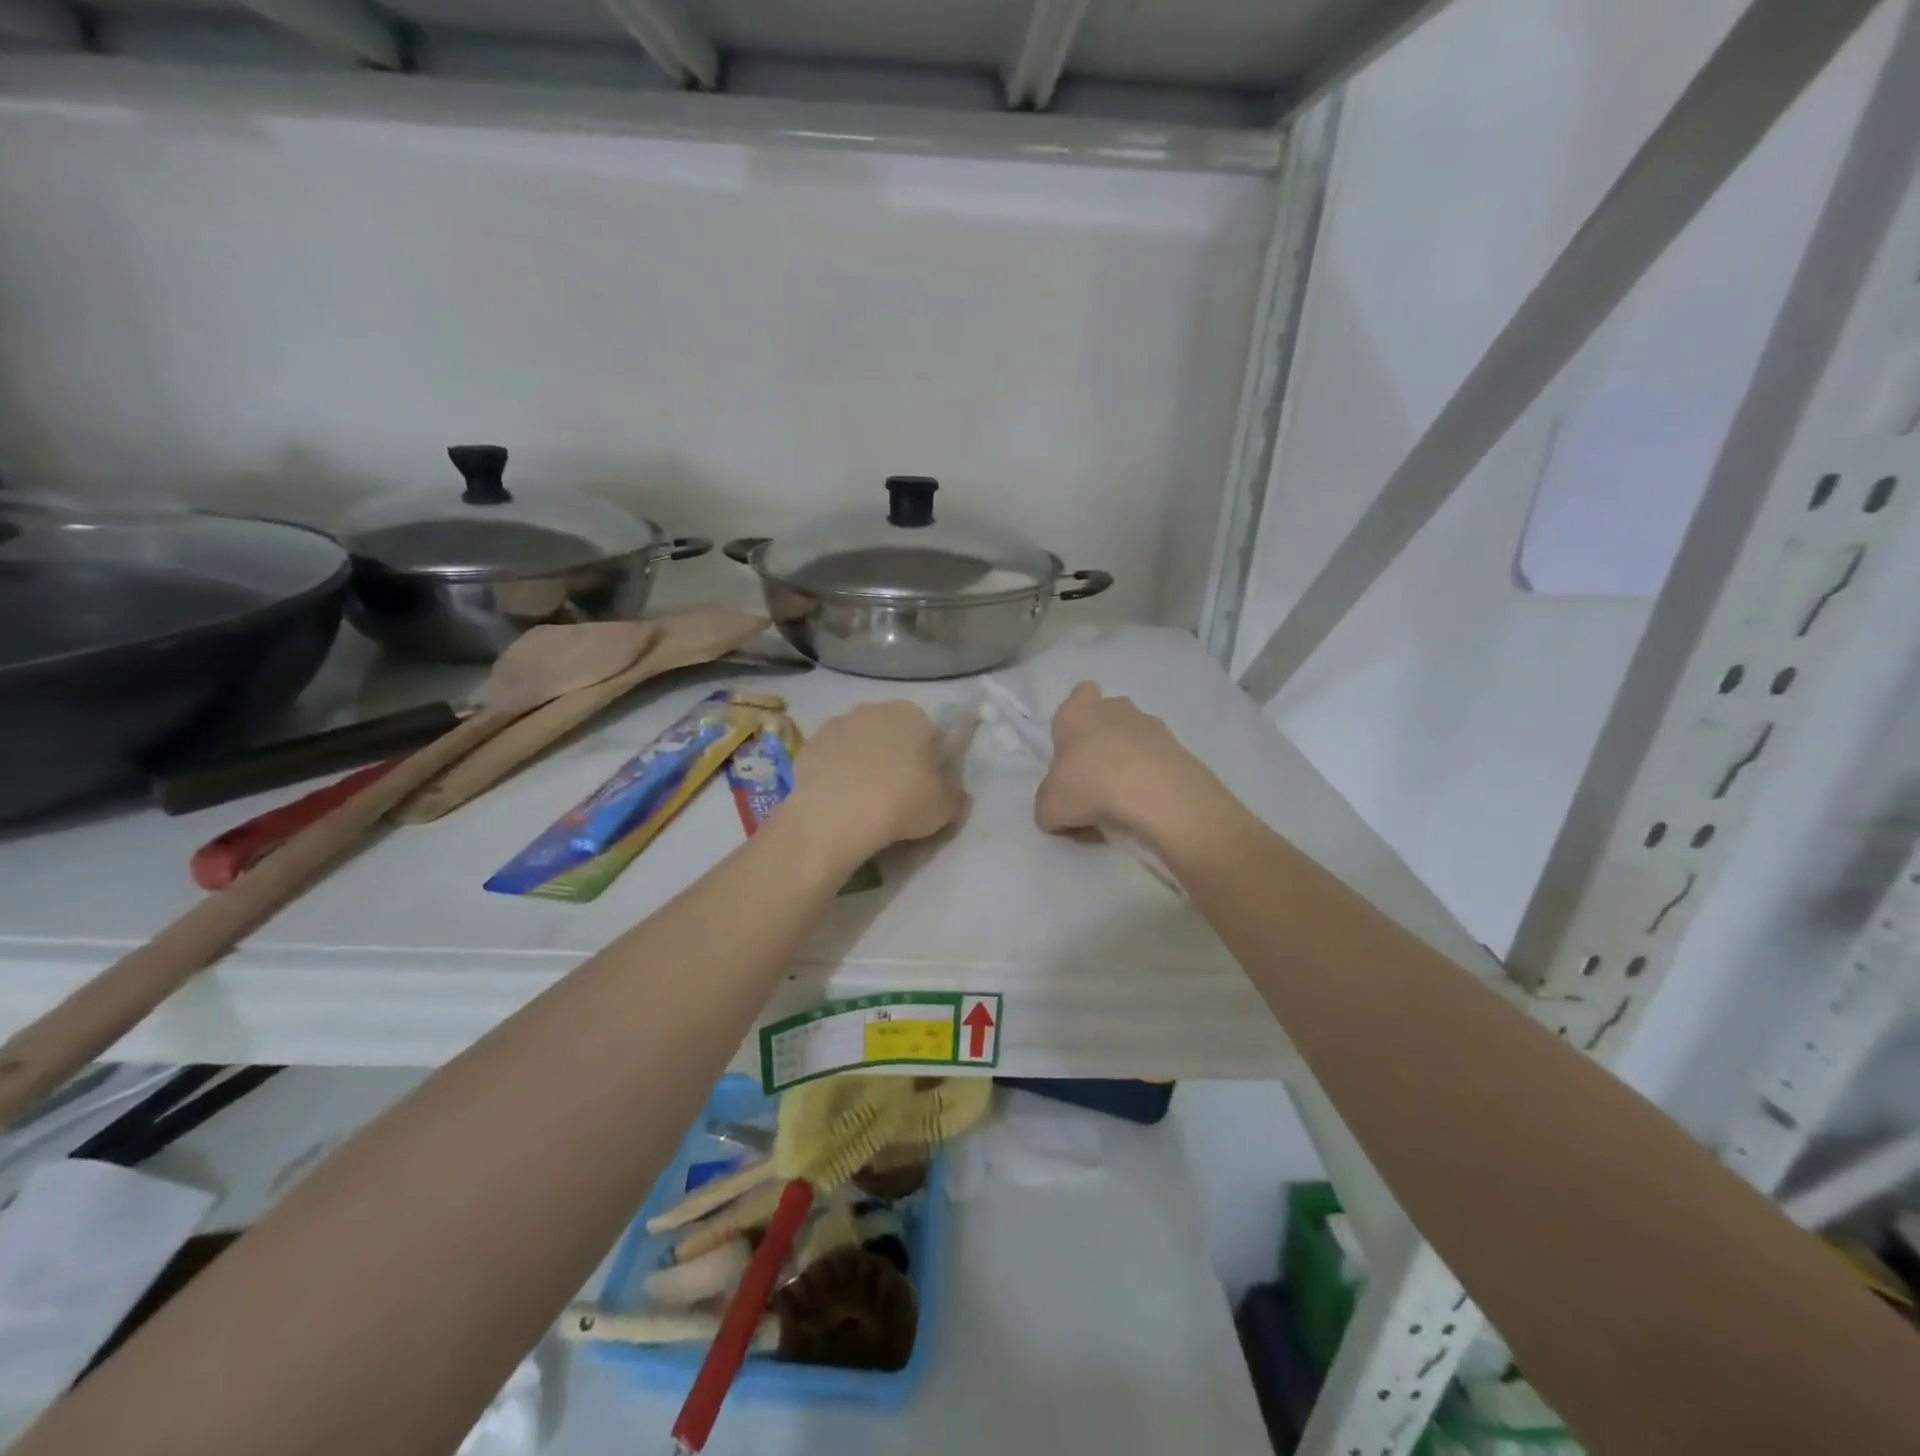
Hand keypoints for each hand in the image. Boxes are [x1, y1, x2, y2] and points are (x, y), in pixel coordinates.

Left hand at [789, 701, 967, 857]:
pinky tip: (838, 802)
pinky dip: (834, 775)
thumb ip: (955, 795)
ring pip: (857, 743)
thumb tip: (955, 794)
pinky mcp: (807, 746)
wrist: (835, 816)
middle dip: (893, 755)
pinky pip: (830, 759)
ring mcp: (835, 725)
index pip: (928, 732)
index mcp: (911, 714)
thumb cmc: (901, 802)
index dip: (928, 759)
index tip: (925, 785)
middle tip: (895, 794)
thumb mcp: (945, 807)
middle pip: (890, 732)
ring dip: (861, 763)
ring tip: (862, 800)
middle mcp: (872, 709)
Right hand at [1034, 683, 1216, 843]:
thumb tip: (1061, 813)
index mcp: (1076, 714)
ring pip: (1135, 739)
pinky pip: (1158, 761)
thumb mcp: (1049, 808)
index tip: (1074, 747)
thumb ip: (1049, 806)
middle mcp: (1115, 710)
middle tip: (1095, 780)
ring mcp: (1152, 726)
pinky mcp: (1179, 748)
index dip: (1077, 716)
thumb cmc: (1090, 787)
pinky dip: (1151, 780)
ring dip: (1129, 761)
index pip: (1079, 694)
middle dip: (1103, 741)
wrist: (1157, 795)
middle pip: (1108, 717)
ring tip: (1124, 801)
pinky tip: (1146, 807)